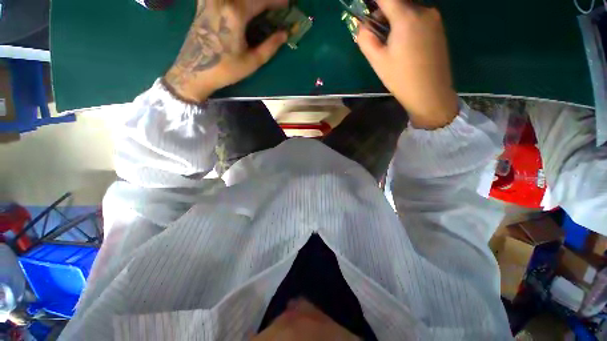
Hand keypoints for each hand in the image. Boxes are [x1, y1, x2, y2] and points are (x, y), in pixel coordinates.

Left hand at [164, 0, 288, 101]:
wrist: (195, 71)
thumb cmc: (226, 69)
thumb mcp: (252, 62)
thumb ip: (270, 46)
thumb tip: (284, 34)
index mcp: (236, 13)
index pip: (261, 0)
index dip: (276, 1)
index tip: (287, 4)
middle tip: (274, 5)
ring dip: (251, 0)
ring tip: (259, 7)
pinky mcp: (203, 3)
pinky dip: (235, 2)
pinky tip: (239, 8)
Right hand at [357, 0, 458, 128]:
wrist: (430, 93)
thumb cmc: (401, 78)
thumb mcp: (377, 61)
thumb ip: (366, 39)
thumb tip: (362, 25)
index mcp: (406, 17)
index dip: (374, 1)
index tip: (366, 7)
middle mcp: (423, 10)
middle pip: (398, 2)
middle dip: (383, 12)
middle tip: (374, 32)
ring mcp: (434, 18)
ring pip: (408, 10)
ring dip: (394, 19)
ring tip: (389, 42)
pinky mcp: (438, 28)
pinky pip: (418, 17)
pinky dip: (406, 24)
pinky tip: (403, 44)